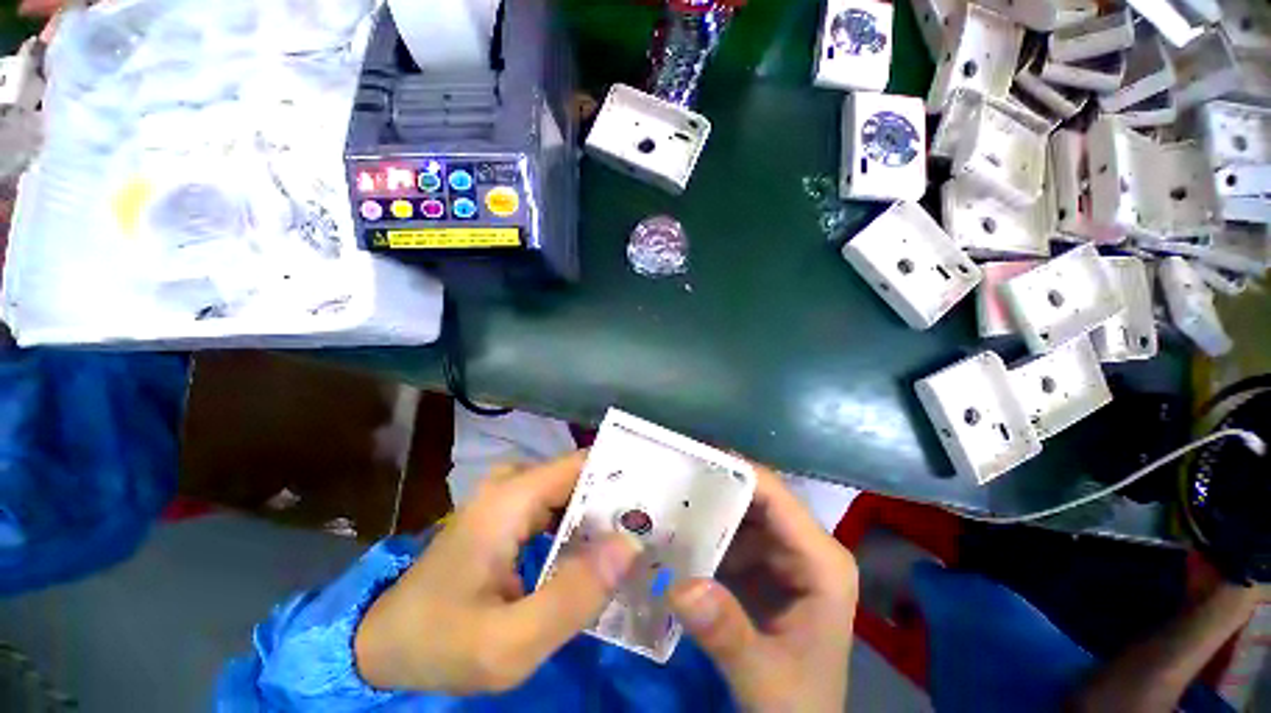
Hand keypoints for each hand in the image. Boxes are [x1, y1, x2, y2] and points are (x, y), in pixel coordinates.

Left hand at [353, 451, 640, 693]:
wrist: (383, 644)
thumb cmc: (439, 643)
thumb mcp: (508, 644)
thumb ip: (572, 598)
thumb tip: (631, 547)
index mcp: (511, 498)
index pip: (583, 465)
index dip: (623, 474)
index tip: (661, 495)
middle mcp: (512, 483)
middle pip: (581, 476)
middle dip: (619, 498)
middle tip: (659, 526)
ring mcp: (508, 496)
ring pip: (572, 491)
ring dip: (604, 513)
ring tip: (641, 537)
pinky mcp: (508, 512)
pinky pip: (558, 505)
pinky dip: (583, 523)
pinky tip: (602, 549)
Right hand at [668, 465, 857, 711]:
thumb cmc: (798, 705)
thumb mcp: (765, 679)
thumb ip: (726, 634)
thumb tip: (680, 585)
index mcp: (821, 561)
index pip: (775, 495)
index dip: (735, 472)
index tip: (690, 460)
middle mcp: (805, 546)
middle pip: (756, 498)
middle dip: (713, 488)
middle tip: (667, 477)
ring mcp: (784, 554)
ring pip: (740, 514)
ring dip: (705, 508)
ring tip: (663, 499)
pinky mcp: (765, 565)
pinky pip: (731, 536)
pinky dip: (704, 533)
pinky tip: (674, 533)